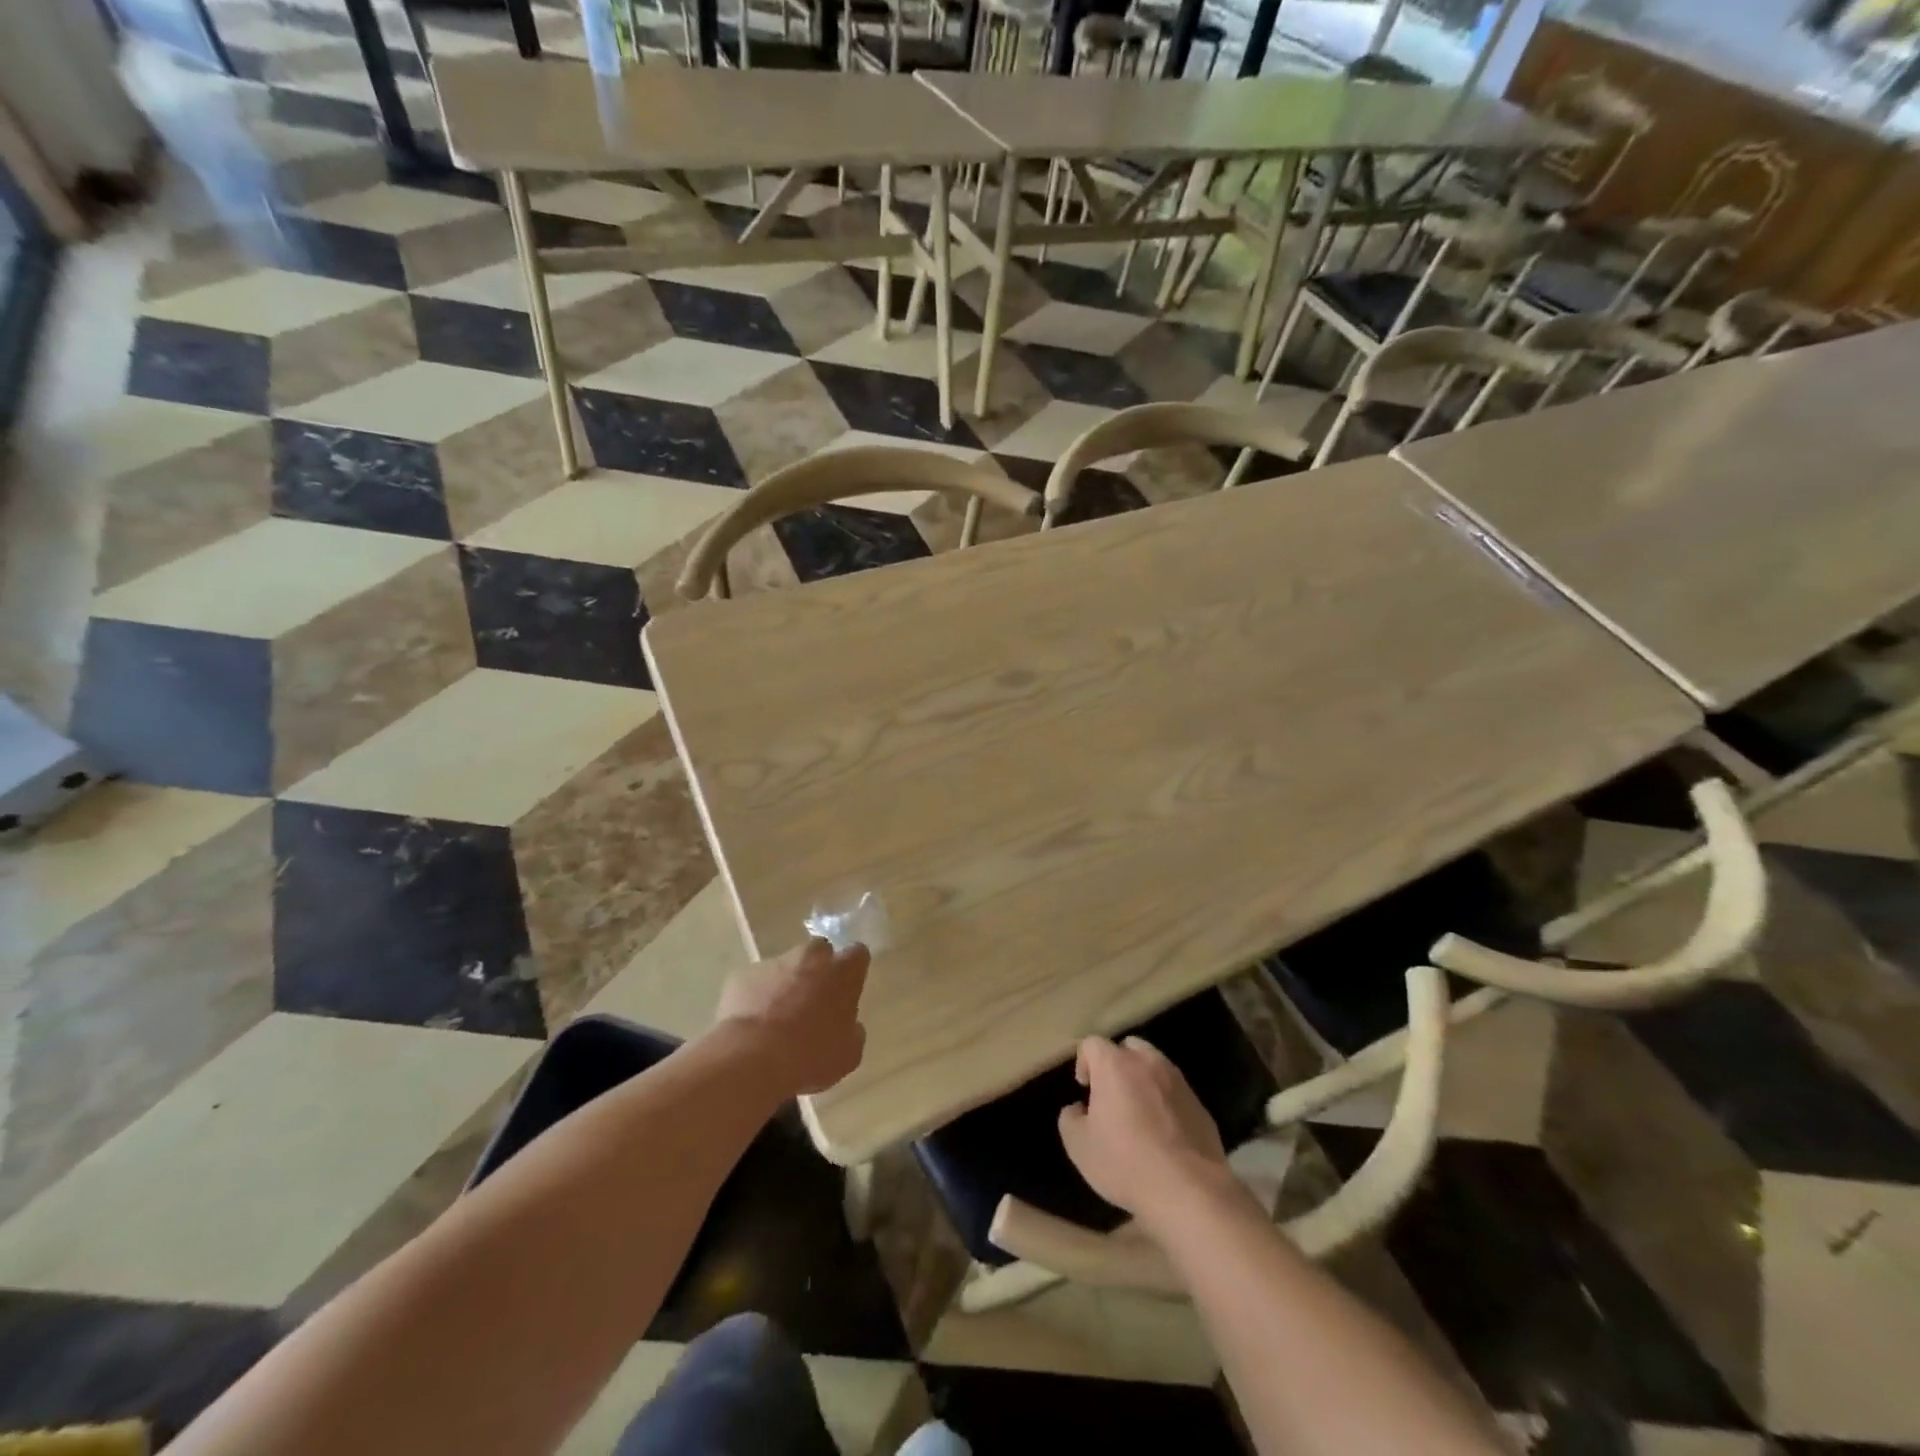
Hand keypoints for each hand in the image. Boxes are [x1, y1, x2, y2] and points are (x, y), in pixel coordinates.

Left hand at [715, 938, 868, 1095]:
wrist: (752, 1061)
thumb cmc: (810, 1057)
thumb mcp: (847, 1055)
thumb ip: (852, 1032)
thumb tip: (850, 1025)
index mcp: (842, 973)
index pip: (857, 954)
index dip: (852, 970)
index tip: (848, 988)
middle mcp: (810, 958)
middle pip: (819, 951)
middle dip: (817, 969)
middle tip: (812, 1000)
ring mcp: (773, 963)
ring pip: (784, 966)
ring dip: (784, 983)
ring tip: (775, 1018)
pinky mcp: (742, 975)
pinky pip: (754, 982)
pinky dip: (755, 996)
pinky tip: (751, 1025)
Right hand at [1058, 1036, 1234, 1232]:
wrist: (1189, 1191)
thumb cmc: (1126, 1163)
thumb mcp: (1079, 1147)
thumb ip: (1070, 1119)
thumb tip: (1078, 1109)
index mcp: (1115, 1065)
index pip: (1093, 1044)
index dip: (1084, 1062)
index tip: (1085, 1090)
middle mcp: (1148, 1063)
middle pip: (1128, 1048)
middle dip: (1116, 1065)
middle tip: (1111, 1097)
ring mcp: (1178, 1082)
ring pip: (1155, 1067)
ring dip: (1143, 1082)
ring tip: (1139, 1115)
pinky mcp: (1200, 1105)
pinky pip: (1175, 1094)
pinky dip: (1166, 1104)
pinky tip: (1164, 1136)